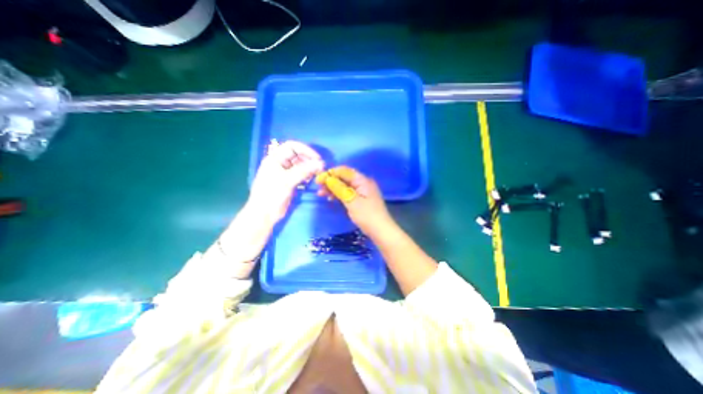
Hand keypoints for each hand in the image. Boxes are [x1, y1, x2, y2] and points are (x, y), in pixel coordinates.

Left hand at [250, 140, 323, 221]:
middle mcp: (279, 163)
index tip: (317, 158)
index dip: (305, 150)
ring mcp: (284, 173)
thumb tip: (321, 163)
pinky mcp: (288, 182)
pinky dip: (306, 175)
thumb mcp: (287, 180)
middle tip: (319, 167)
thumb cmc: (272, 195)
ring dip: (309, 167)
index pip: (292, 146)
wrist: (264, 214)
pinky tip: (310, 180)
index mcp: (275, 159)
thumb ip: (304, 170)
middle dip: (309, 159)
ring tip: (316, 174)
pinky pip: (300, 174)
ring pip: (299, 165)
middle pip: (297, 155)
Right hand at [317, 164, 394, 234]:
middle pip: (344, 178)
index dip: (330, 173)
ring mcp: (362, 191)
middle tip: (319, 189)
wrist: (381, 231)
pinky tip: (331, 198)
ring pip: (345, 186)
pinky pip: (348, 193)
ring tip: (322, 194)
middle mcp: (363, 183)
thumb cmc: (366, 215)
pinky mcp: (361, 199)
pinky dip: (339, 195)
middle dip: (331, 181)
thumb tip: (328, 178)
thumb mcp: (351, 201)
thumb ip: (339, 188)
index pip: (344, 171)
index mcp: (363, 180)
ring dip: (333, 188)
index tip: (318, 180)